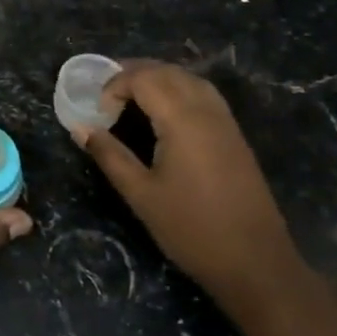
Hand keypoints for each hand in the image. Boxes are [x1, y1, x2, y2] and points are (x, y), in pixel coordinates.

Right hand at [78, 60, 299, 311]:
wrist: (256, 264)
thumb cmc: (191, 229)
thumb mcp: (140, 194)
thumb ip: (109, 155)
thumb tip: (80, 127)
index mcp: (183, 120)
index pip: (144, 79)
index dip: (114, 85)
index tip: (97, 112)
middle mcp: (207, 111)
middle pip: (167, 71)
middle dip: (133, 74)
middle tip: (105, 95)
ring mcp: (226, 122)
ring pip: (189, 79)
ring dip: (157, 78)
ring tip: (130, 98)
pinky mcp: (235, 137)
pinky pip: (204, 95)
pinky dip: (178, 90)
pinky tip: (163, 113)